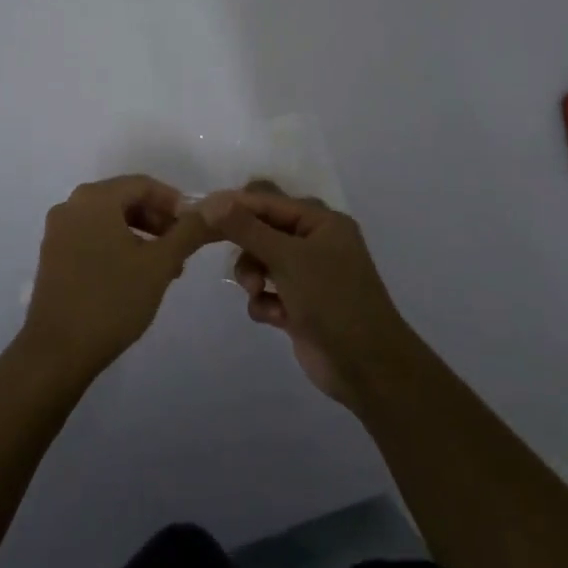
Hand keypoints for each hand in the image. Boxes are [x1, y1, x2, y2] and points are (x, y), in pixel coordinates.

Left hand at [20, 175, 214, 380]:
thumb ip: (190, 230)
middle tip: (182, 250)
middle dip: (158, 221)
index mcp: (94, 198)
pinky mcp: (52, 257)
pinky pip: (92, 238)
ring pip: (109, 221)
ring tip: (165, 268)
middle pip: (125, 200)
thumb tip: (219, 204)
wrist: (57, 352)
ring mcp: (57, 232)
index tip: (196, 228)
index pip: (143, 185)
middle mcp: (71, 206)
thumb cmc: (112, 299)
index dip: (174, 202)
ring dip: (141, 237)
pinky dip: (118, 247)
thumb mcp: (160, 264)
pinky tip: (135, 277)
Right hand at [203, 182, 417, 408]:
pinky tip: (273, 318)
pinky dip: (265, 303)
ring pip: (262, 262)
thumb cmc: (331, 299)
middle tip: (225, 254)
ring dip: (253, 276)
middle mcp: (316, 243)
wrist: (366, 366)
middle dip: (247, 247)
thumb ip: (247, 229)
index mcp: (322, 222)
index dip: (236, 205)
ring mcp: (309, 276)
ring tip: (256, 293)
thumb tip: (211, 203)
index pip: (270, 201)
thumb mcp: (286, 258)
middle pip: (263, 230)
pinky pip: (268, 292)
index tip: (201, 213)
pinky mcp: (300, 306)